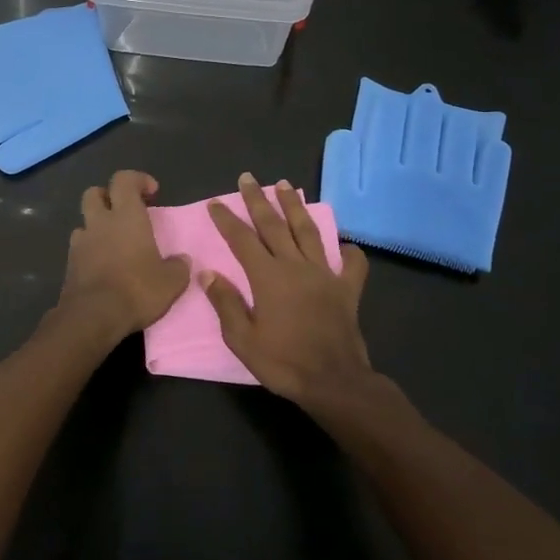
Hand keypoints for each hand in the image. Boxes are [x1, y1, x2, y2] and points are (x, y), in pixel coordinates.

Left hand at [55, 170, 189, 346]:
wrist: (93, 317)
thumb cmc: (137, 290)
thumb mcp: (171, 282)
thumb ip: (178, 267)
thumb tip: (182, 261)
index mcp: (126, 217)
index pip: (123, 180)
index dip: (137, 179)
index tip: (152, 192)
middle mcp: (100, 223)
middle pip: (94, 193)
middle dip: (109, 196)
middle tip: (125, 212)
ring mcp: (80, 243)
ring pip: (84, 221)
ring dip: (97, 225)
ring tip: (114, 242)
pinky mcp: (70, 264)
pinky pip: (79, 247)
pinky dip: (90, 250)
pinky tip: (103, 265)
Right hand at [202, 173, 372, 408]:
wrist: (333, 382)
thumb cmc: (282, 363)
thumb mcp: (242, 339)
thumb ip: (226, 303)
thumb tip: (209, 273)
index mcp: (268, 277)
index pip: (242, 240)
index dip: (227, 220)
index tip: (215, 202)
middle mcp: (296, 267)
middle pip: (274, 226)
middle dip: (258, 200)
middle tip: (248, 178)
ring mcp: (325, 275)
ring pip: (308, 232)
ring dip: (294, 207)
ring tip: (285, 186)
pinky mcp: (347, 290)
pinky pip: (351, 265)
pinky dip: (348, 252)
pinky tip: (344, 245)